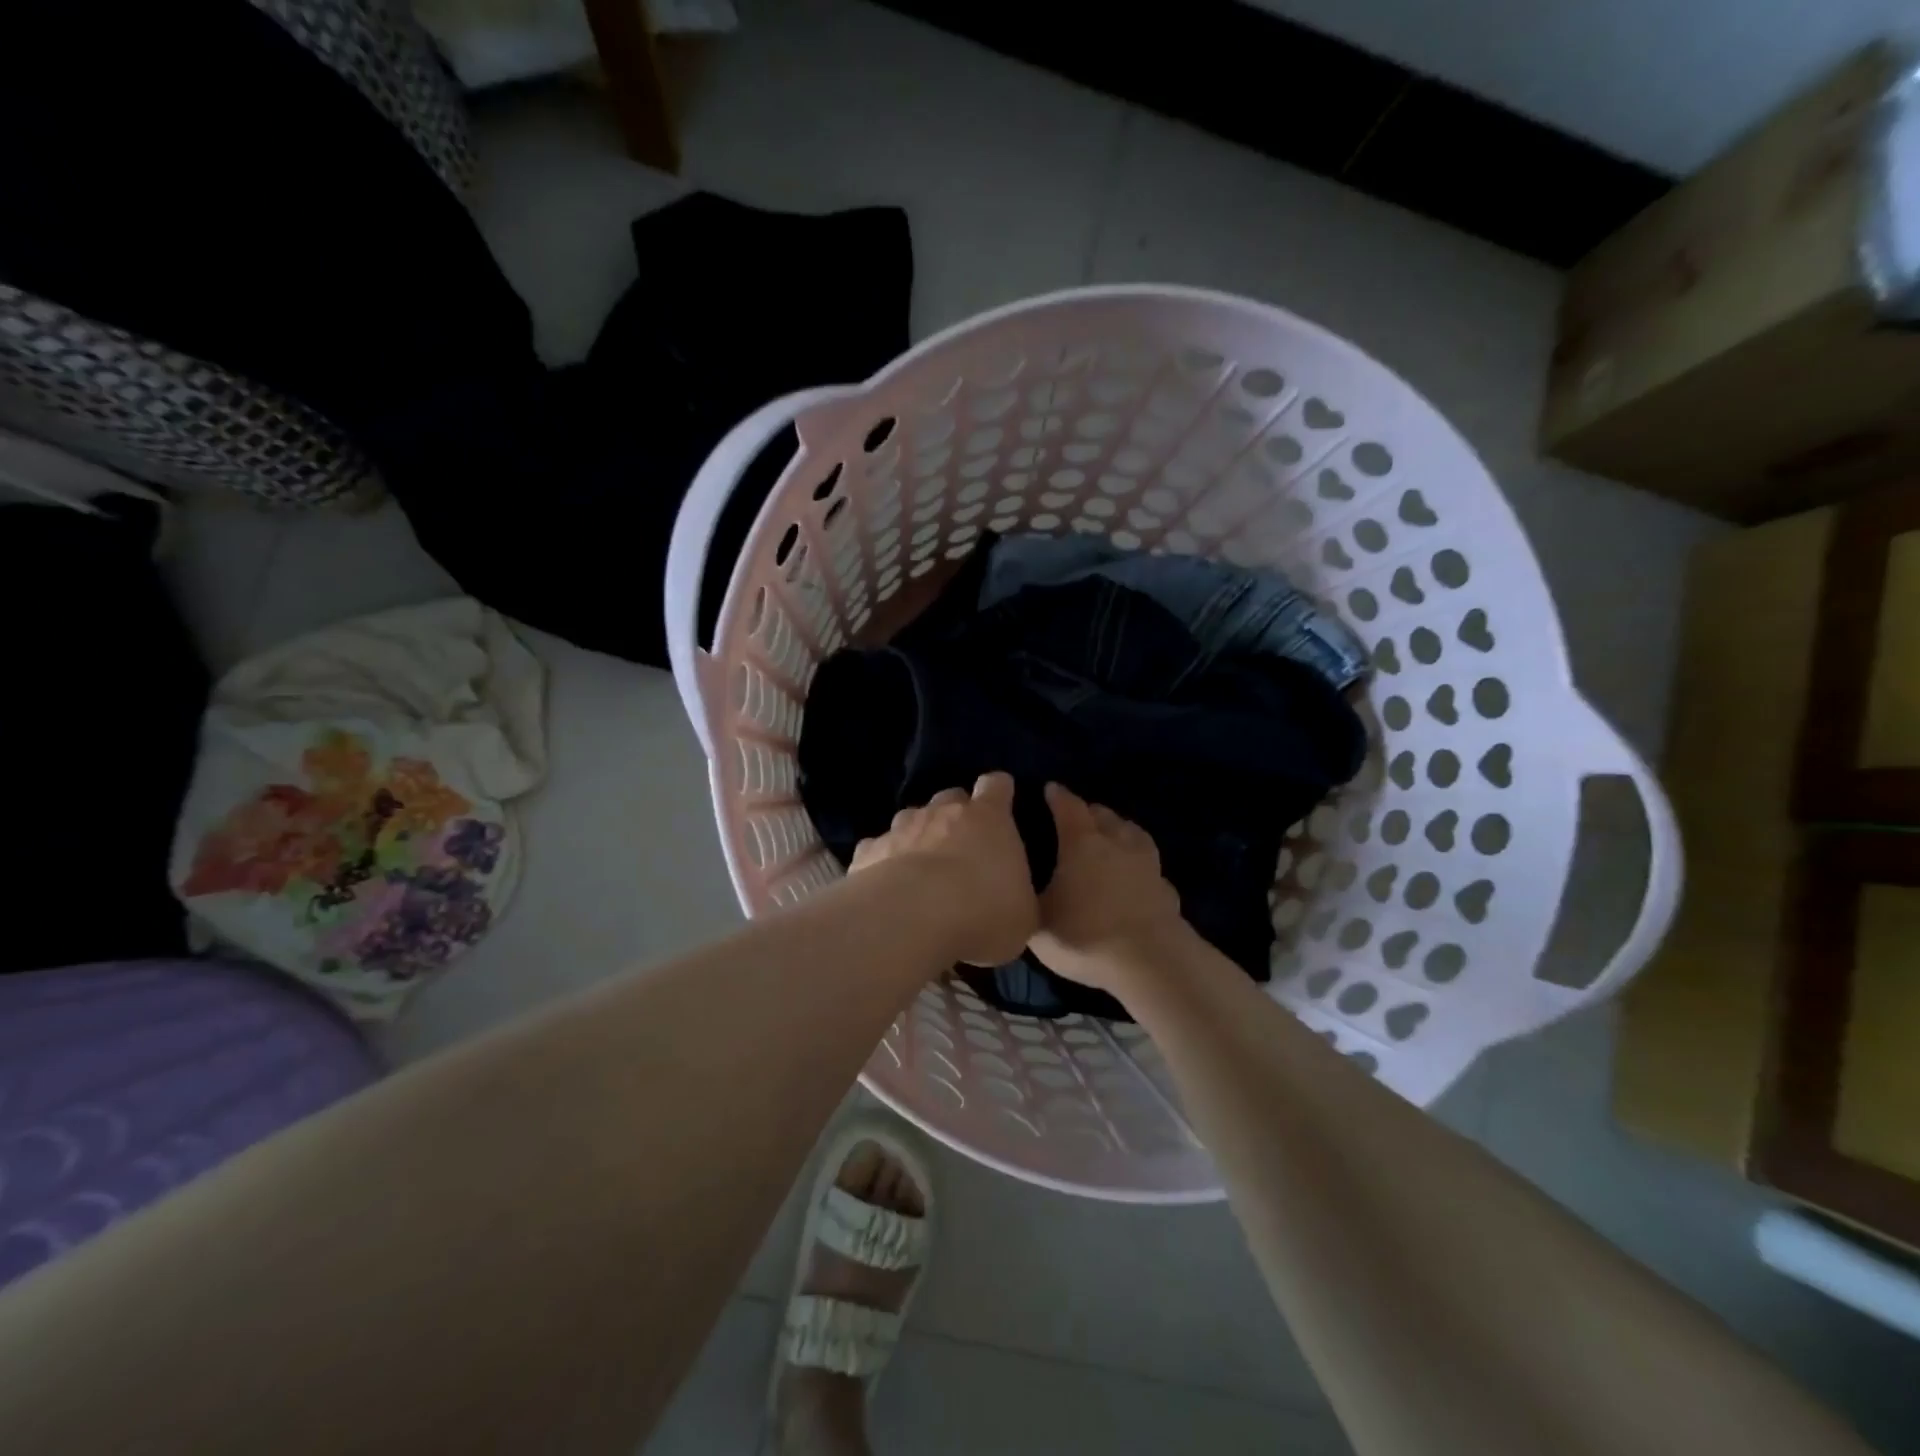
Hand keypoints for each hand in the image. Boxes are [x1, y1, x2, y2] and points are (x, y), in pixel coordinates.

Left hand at [850, 772, 1037, 965]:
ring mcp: (902, 827)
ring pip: (911, 818)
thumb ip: (1018, 897)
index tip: (1003, 801)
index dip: (1000, 791)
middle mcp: (943, 811)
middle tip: (962, 844)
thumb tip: (1014, 902)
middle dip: (956, 814)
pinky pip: (878, 847)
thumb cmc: (982, 911)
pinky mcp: (869, 850)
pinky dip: (884, 859)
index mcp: (989, 818)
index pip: (996, 786)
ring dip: (918, 835)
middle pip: (951, 796)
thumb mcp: (1022, 915)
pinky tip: (886, 883)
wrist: (911, 918)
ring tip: (922, 865)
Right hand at [1029, 783, 1184, 990]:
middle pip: (1103, 815)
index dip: (1057, 796)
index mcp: (1081, 843)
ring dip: (1118, 829)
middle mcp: (1115, 842)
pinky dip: (1139, 863)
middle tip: (1075, 817)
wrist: (1149, 962)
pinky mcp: (1166, 887)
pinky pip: (1149, 865)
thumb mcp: (1039, 924)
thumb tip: (1018, 887)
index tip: (1050, 789)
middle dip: (1088, 812)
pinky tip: (1135, 875)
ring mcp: (1146, 863)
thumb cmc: (1085, 937)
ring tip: (1109, 836)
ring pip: (1132, 832)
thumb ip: (1027, 900)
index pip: (1068, 807)